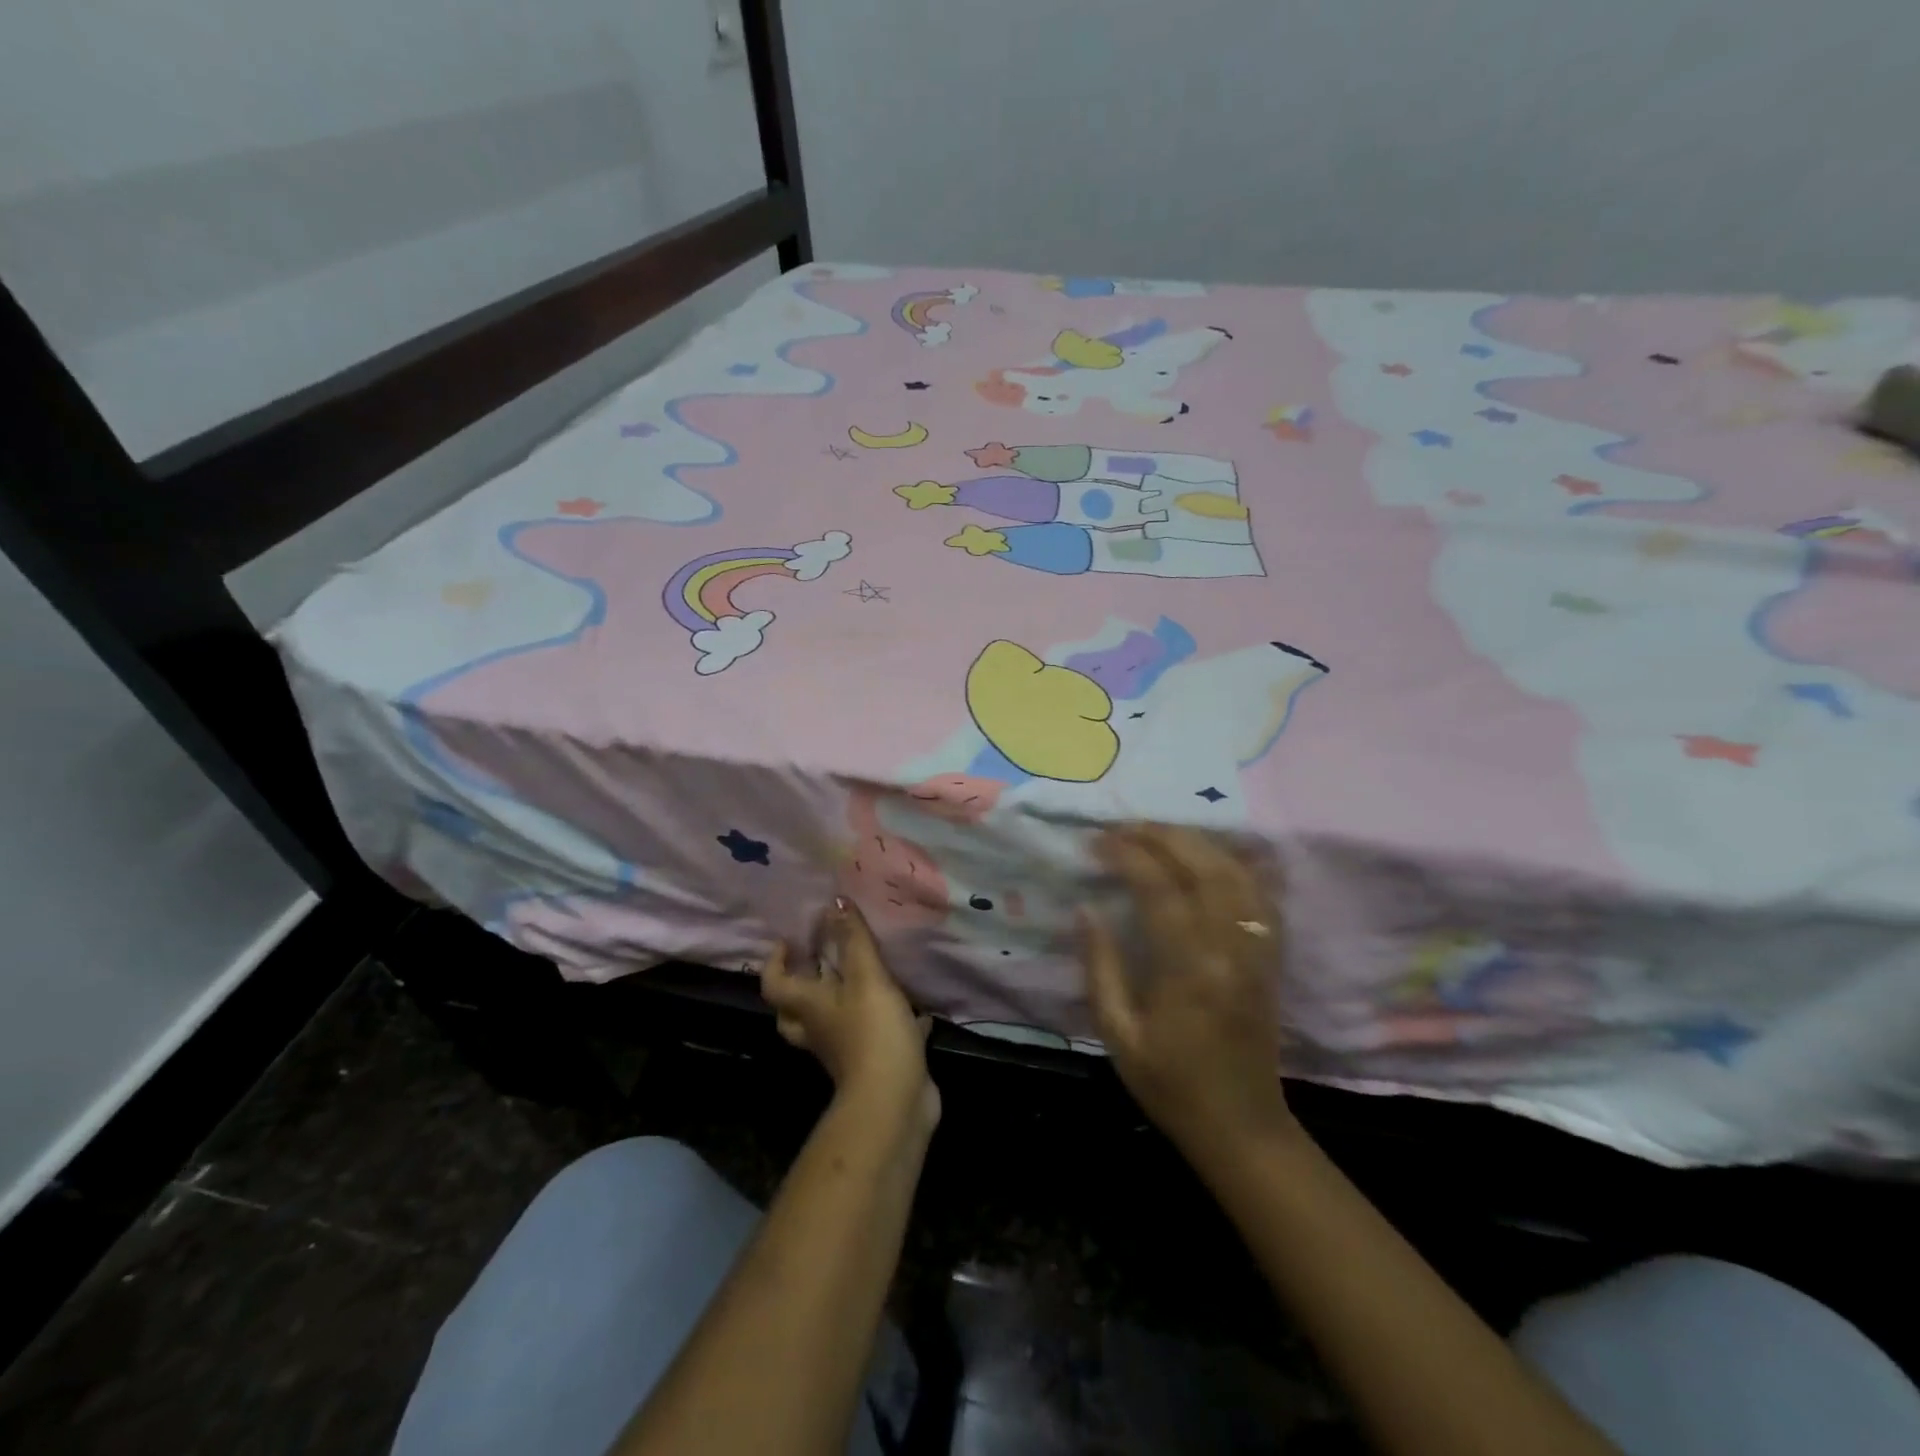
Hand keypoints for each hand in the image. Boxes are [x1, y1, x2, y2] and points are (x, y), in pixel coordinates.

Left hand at [761, 897, 939, 1133]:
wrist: (894, 1101)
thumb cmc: (872, 1032)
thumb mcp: (866, 977)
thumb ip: (853, 939)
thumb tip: (835, 901)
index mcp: (809, 1006)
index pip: (775, 983)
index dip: (775, 960)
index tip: (789, 939)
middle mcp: (820, 1028)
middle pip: (797, 1007)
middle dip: (805, 982)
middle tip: (821, 956)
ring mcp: (846, 1049)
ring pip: (834, 1021)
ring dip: (844, 999)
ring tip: (866, 973)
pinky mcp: (876, 1061)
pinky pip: (876, 1036)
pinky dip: (891, 1020)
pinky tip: (917, 1008)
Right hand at [1081, 825, 1298, 1170]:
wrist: (1241, 1127)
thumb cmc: (1170, 1084)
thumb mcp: (1119, 1034)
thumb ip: (1101, 967)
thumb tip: (1085, 909)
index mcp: (1188, 970)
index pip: (1159, 889)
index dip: (1126, 855)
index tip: (1097, 842)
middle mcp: (1230, 949)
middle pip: (1204, 866)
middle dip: (1162, 835)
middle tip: (1125, 826)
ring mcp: (1258, 950)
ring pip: (1237, 872)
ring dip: (1198, 842)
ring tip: (1159, 833)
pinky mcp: (1271, 956)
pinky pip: (1261, 895)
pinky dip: (1238, 865)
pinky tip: (1212, 855)